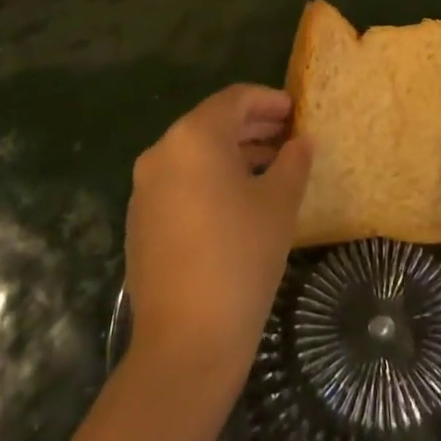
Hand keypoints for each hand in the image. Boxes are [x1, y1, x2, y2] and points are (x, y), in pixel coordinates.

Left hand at [125, 84, 311, 383]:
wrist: (186, 340)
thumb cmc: (241, 257)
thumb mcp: (280, 203)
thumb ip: (293, 161)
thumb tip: (300, 142)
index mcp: (194, 137)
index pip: (234, 99)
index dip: (268, 100)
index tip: (295, 110)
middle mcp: (162, 152)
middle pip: (212, 123)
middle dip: (252, 126)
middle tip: (288, 135)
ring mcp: (145, 188)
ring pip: (195, 154)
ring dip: (233, 154)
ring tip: (271, 167)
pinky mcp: (140, 221)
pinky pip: (181, 182)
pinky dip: (210, 179)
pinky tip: (239, 200)